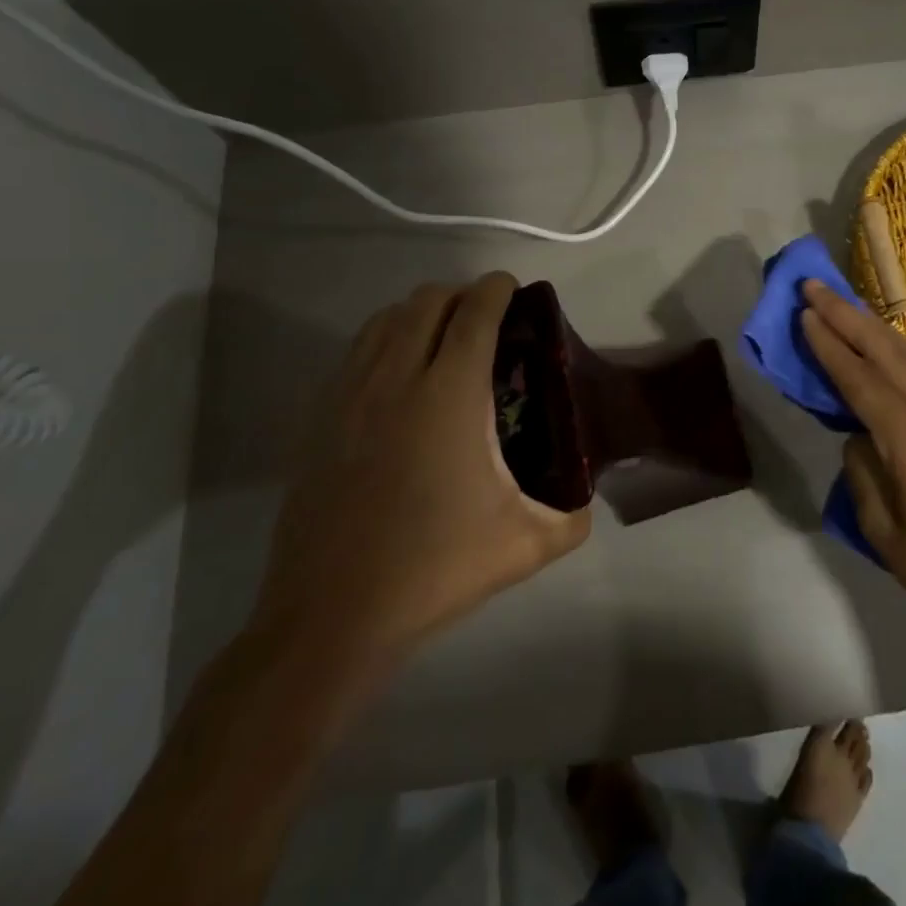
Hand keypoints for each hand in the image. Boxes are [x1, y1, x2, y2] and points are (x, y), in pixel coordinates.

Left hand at [247, 272, 590, 716]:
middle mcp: (396, 379)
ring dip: (419, 313)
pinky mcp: (319, 420)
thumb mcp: (526, 545)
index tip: (514, 289)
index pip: (475, 314)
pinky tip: (399, 377)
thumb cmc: (434, 568)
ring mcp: (349, 396)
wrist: (332, 616)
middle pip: (426, 302)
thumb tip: (586, 501)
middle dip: (461, 296)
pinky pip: (356, 353)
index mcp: (449, 395)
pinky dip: (384, 341)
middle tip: (487, 320)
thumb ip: (572, 516)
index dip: (497, 290)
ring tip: (444, 339)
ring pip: (384, 320)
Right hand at [799, 279, 905, 665]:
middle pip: (887, 351)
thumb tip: (858, 436)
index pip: (861, 379)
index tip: (805, 312)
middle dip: (848, 315)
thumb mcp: (884, 530)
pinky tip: (883, 344)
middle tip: (815, 286)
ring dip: (874, 325)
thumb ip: (863, 471)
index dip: (830, 345)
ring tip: (843, 303)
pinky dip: (898, 348)